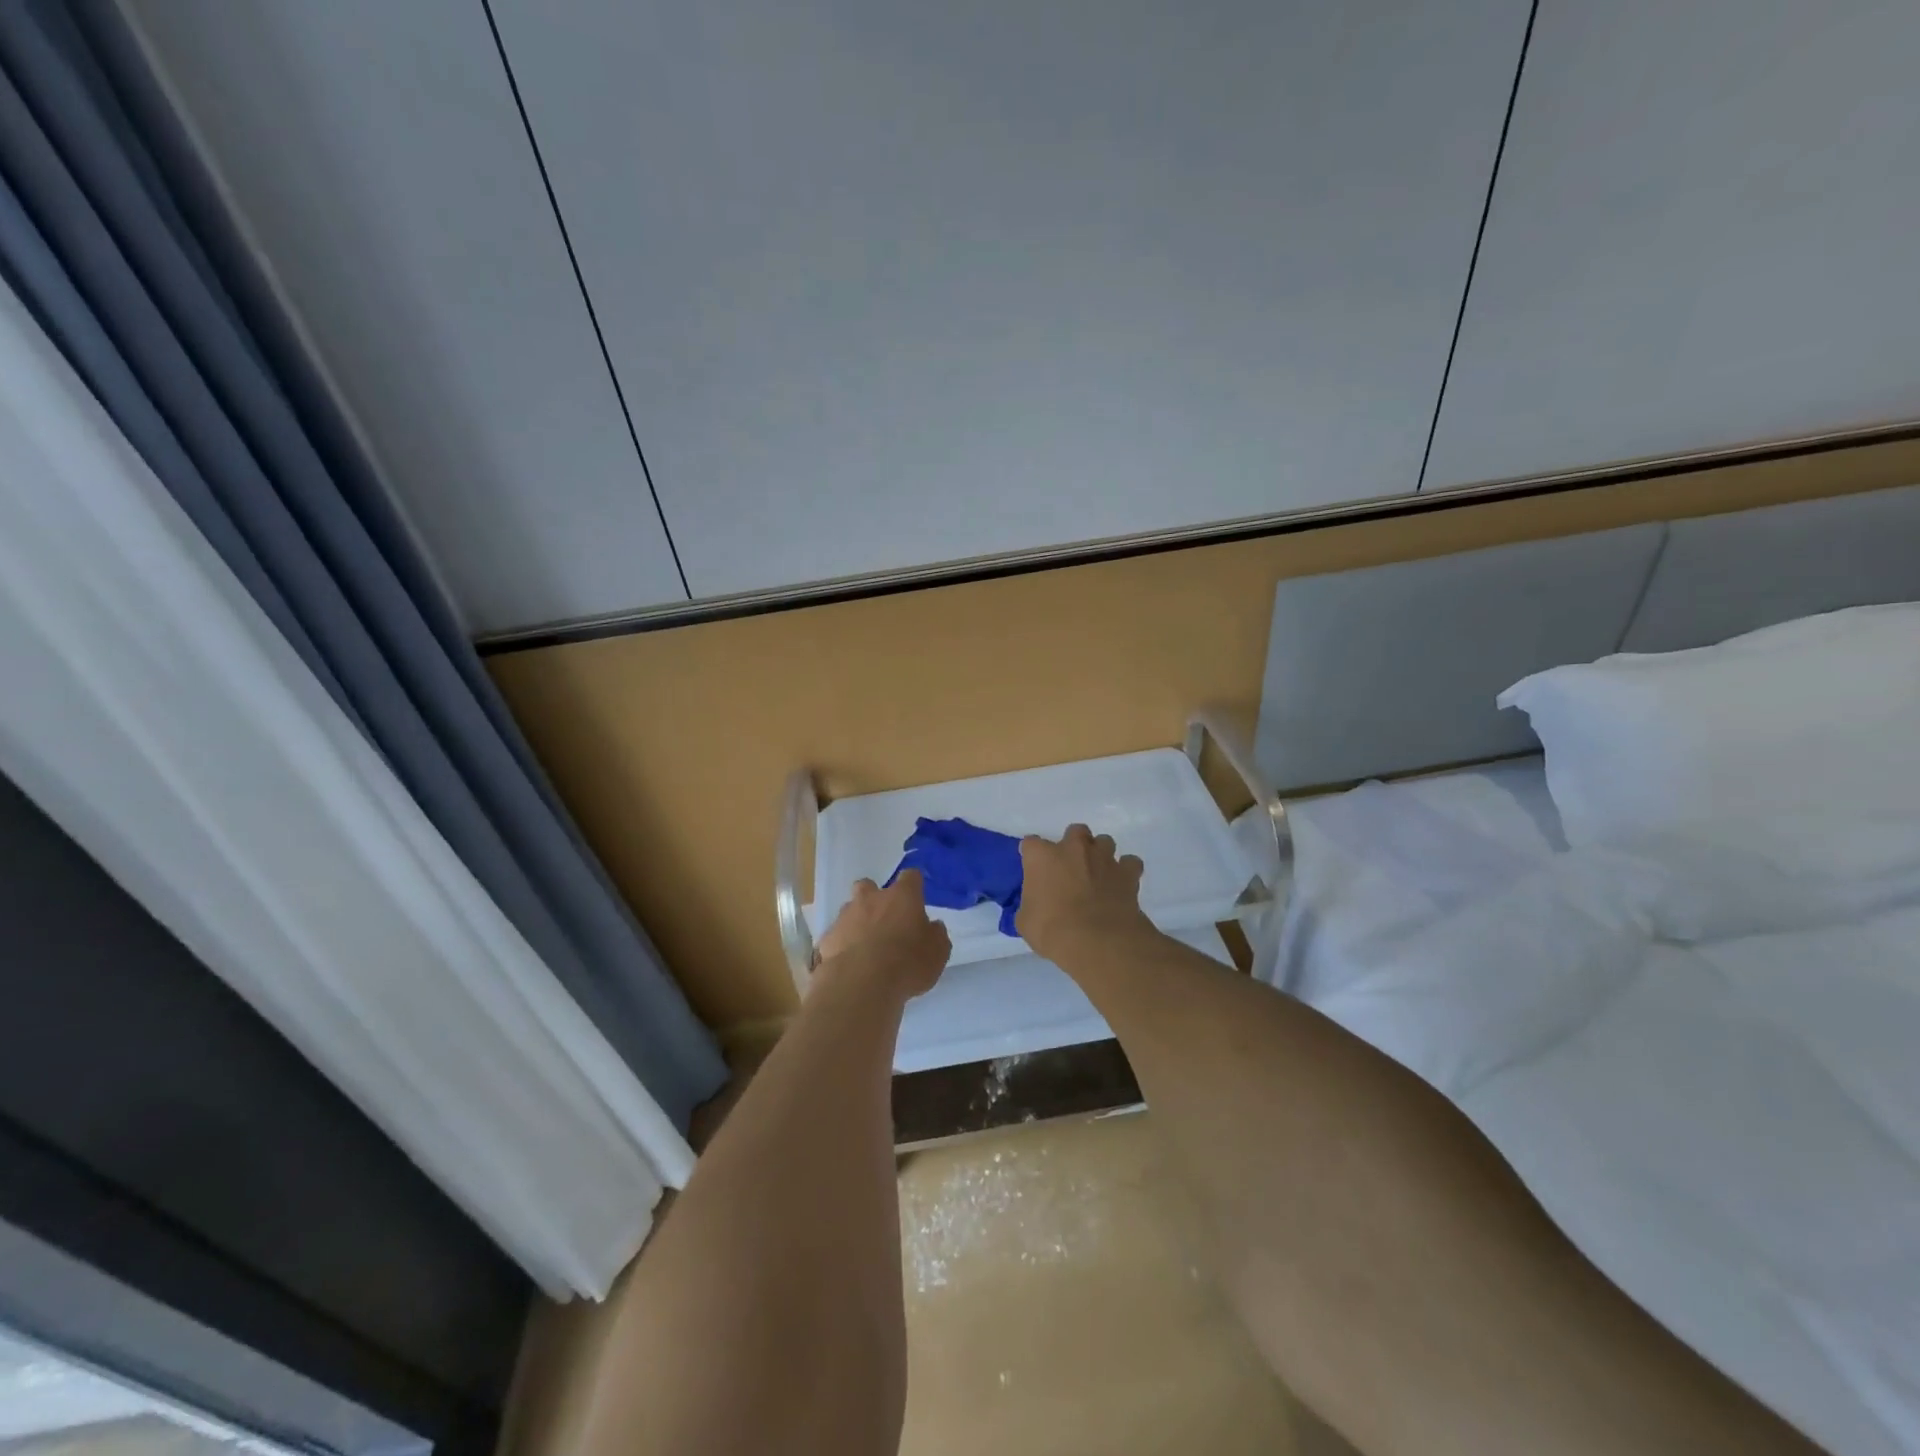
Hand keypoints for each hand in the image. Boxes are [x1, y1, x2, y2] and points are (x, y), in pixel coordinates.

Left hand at [814, 869, 950, 998]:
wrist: (861, 984)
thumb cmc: (907, 963)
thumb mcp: (938, 952)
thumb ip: (936, 934)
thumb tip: (933, 926)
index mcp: (902, 896)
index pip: (911, 877)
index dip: (914, 885)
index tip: (917, 898)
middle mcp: (871, 898)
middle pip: (869, 885)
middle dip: (875, 897)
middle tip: (885, 920)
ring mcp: (845, 916)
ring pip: (850, 909)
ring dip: (858, 921)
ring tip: (866, 947)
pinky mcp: (827, 938)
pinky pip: (837, 935)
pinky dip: (843, 944)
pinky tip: (850, 963)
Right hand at [1016, 824, 1152, 960]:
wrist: (1096, 941)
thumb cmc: (1052, 930)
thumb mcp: (1026, 921)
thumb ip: (1030, 905)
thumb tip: (1035, 906)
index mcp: (1042, 856)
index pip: (1031, 844)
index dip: (1033, 856)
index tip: (1034, 870)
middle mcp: (1074, 848)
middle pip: (1075, 831)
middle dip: (1073, 845)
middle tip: (1071, 868)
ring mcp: (1103, 857)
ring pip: (1104, 841)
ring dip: (1100, 854)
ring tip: (1098, 874)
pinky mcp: (1128, 872)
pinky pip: (1130, 863)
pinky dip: (1126, 870)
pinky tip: (1121, 884)